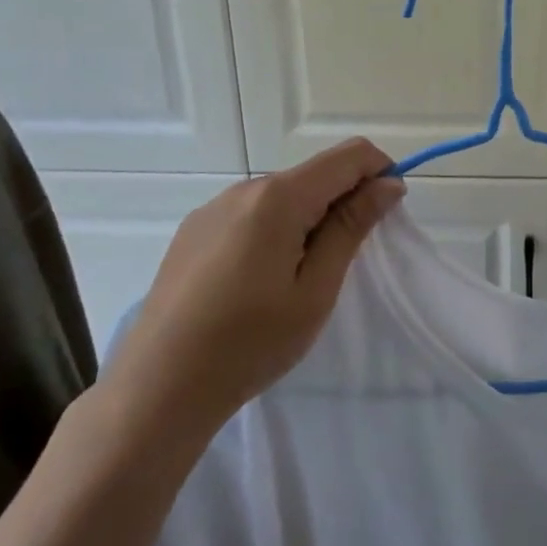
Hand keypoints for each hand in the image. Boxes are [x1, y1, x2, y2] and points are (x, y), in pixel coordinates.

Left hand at [102, 139, 403, 455]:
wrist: (158, 389)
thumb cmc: (249, 343)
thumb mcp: (315, 289)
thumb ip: (351, 227)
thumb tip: (388, 183)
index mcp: (278, 197)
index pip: (349, 156)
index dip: (380, 172)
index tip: (387, 214)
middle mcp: (244, 188)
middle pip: (315, 174)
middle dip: (344, 202)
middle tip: (344, 263)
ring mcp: (214, 207)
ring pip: (283, 195)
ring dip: (309, 219)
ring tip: (299, 280)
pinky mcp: (194, 230)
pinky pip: (252, 213)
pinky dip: (276, 230)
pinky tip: (259, 281)